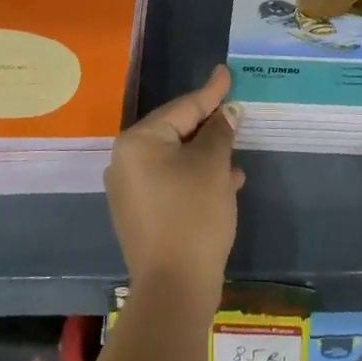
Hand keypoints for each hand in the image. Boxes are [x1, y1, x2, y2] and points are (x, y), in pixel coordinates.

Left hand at [105, 65, 243, 298]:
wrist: (174, 289)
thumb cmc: (194, 215)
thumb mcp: (213, 166)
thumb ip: (219, 132)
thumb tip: (226, 113)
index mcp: (138, 141)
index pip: (182, 108)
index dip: (210, 92)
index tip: (225, 72)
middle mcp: (125, 160)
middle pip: (175, 132)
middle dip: (209, 127)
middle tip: (234, 112)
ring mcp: (129, 189)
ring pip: (175, 159)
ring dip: (206, 157)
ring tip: (236, 156)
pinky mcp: (139, 214)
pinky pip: (171, 182)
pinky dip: (196, 179)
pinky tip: (225, 184)